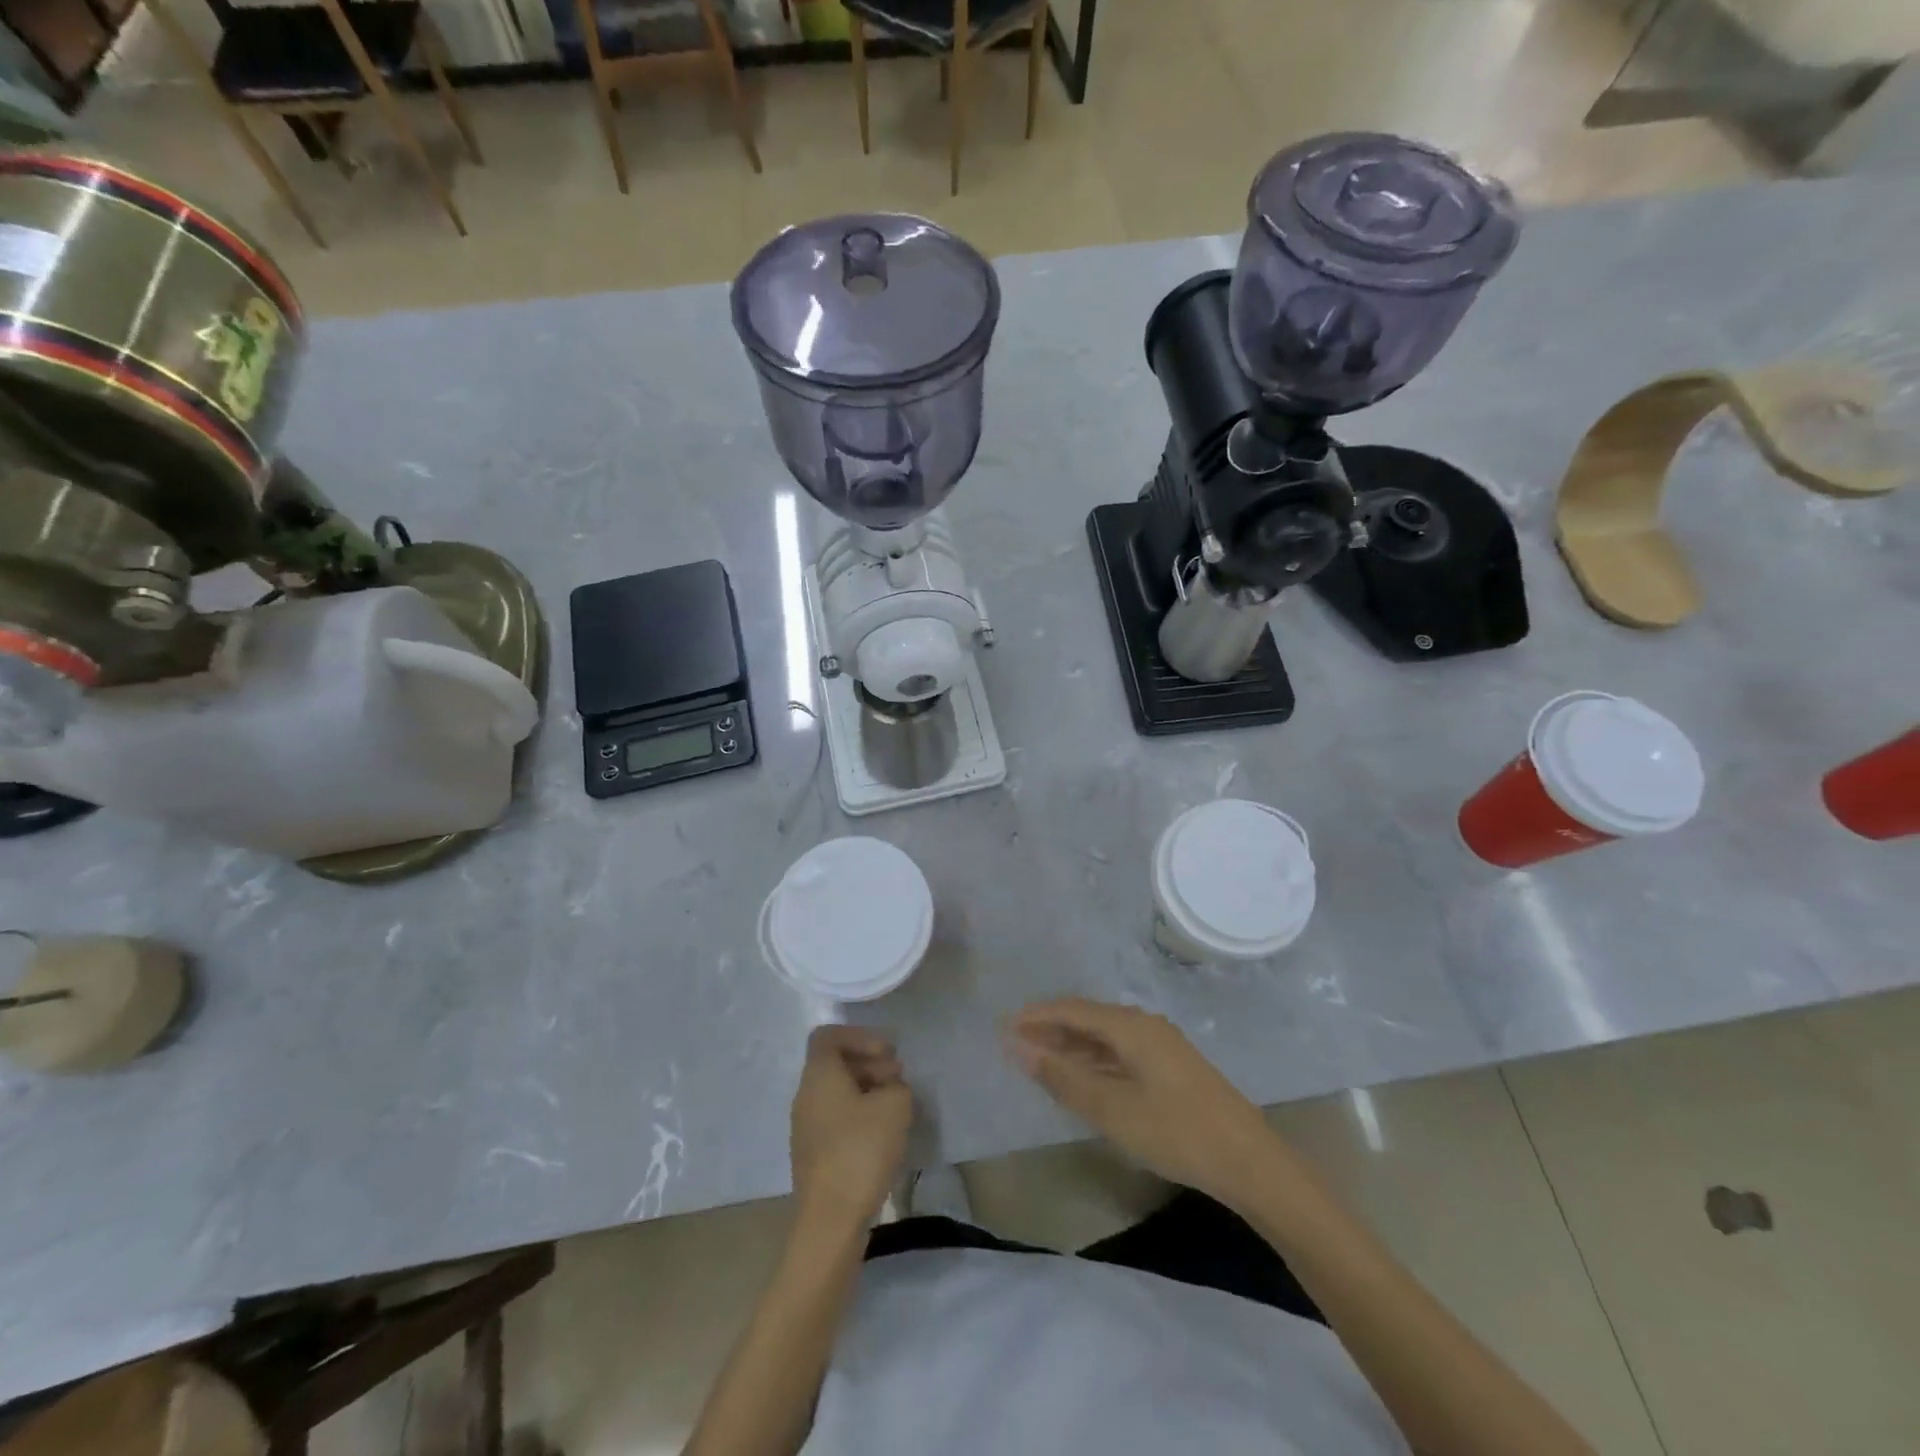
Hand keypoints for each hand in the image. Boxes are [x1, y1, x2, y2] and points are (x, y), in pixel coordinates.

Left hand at [790, 1025, 913, 1233]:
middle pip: (834, 1063)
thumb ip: (897, 1086)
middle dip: (869, 1063)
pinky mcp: (814, 1154)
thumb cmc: (860, 1152)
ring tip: (896, 1107)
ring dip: (867, 1090)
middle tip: (898, 1078)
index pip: (828, 1035)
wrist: (831, 1222)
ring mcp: (806, 1127)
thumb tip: (889, 1089)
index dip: (860, 1036)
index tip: (887, 1053)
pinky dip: (859, 1115)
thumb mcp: (895, 1106)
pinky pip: (836, 1118)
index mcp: (818, 1076)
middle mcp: (805, 1095)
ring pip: (836, 1092)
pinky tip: (883, 1134)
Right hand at [1005, 998, 1273, 1205]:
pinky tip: (1082, 1078)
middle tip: (1016, 1043)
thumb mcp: (1112, 1108)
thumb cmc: (1176, 1131)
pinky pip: (1120, 1053)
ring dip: (1072, 1046)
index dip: (1037, 1016)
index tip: (1004, 1025)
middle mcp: (1144, 1026)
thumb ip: (1064, 1078)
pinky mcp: (1170, 1069)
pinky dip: (1094, 1061)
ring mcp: (1161, 1046)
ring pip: (1105, 1037)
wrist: (1249, 1161)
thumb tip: (1020, 1049)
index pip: (1072, 1010)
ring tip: (1040, 1059)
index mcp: (1131, 1026)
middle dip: (1051, 1029)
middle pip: (1088, 1019)